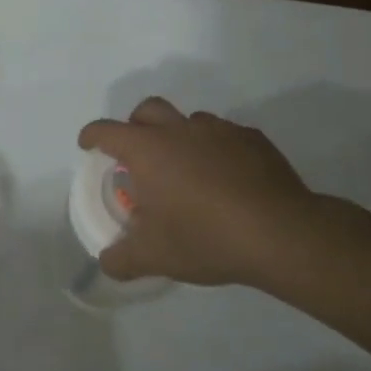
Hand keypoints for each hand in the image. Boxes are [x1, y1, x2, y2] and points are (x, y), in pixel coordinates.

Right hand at [77, 97, 318, 287]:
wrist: (281, 235)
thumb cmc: (205, 238)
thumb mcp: (153, 257)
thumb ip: (121, 258)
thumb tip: (108, 261)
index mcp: (147, 150)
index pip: (106, 131)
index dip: (92, 136)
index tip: (89, 146)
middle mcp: (180, 130)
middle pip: (147, 109)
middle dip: (135, 125)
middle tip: (136, 154)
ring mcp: (220, 131)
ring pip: (189, 120)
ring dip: (179, 137)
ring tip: (185, 171)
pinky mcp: (254, 140)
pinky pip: (225, 135)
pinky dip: (215, 150)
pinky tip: (225, 179)